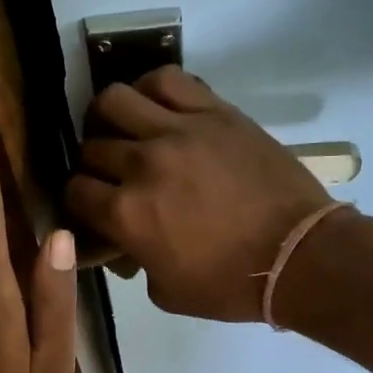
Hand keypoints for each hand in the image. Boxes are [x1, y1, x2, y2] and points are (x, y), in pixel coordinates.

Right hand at [65, 67, 330, 320]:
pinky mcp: (214, 112)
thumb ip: (133, 261)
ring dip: (109, 117)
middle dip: (93, 165)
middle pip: (91, 147)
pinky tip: (154, 105)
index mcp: (127, 213)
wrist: (297, 255)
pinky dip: (150, 88)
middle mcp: (143, 164)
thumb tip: (123, 242)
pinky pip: (167, 80)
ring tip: (123, 129)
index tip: (92, 207)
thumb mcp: (165, 292)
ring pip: (115, 99)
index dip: (78, 201)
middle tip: (112, 175)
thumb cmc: (230, 284)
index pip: (75, 191)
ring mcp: (179, 131)